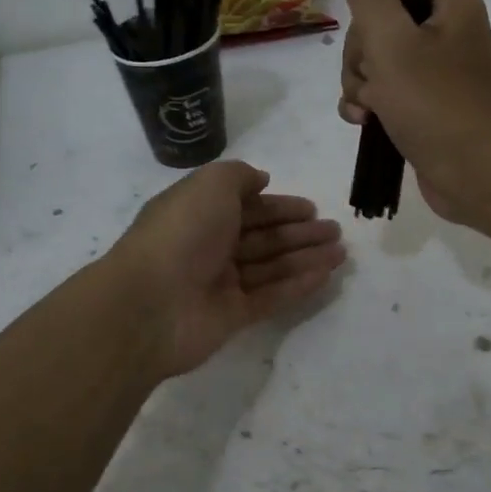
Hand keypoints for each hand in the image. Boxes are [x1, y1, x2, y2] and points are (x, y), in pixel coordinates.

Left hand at [108, 160, 346, 377]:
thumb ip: (238, 176)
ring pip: (271, 266)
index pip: (246, 207)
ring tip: (340, 252)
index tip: (311, 208)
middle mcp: (209, 246)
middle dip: (299, 232)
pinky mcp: (231, 315)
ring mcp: (220, 283)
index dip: (279, 206)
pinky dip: (298, 285)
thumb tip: (261, 180)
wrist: (150, 304)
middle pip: (263, 237)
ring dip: (306, 257)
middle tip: (335, 230)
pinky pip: (271, 296)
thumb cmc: (181, 233)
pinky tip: (325, 275)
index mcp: (199, 213)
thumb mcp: (209, 184)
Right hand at [331, 0, 490, 222]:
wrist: (476, 176)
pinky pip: (387, 92)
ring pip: (377, 62)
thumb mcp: (392, 42)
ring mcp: (438, 72)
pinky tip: (365, 123)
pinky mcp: (428, 105)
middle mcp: (448, 32)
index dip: (366, 9)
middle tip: (370, 82)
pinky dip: (371, 105)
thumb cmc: (435, 104)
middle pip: (379, 24)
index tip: (367, 40)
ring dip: (360, 84)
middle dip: (361, 56)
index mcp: (450, 4)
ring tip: (368, 110)